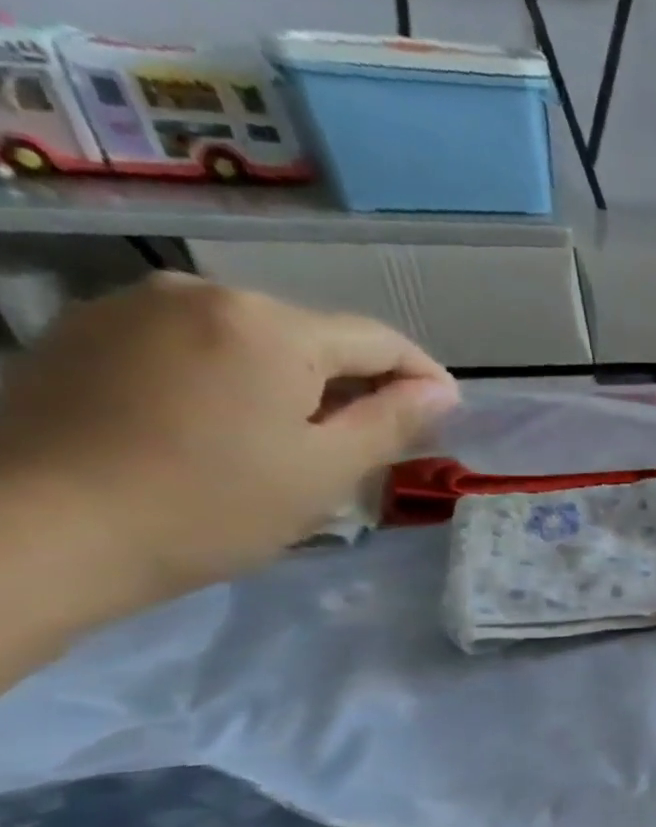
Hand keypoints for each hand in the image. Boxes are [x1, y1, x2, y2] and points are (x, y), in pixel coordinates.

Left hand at [0, 273, 457, 616]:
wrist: (39, 533)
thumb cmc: (213, 505)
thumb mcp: (329, 470)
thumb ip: (394, 421)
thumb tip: (442, 391)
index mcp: (270, 326)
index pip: (379, 340)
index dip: (423, 378)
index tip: (444, 417)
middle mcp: (201, 293)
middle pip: (314, 336)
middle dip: (355, 384)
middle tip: (373, 443)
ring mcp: (132, 306)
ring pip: (253, 340)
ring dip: (294, 382)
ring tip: (300, 440)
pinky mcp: (86, 333)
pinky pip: (194, 345)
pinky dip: (232, 379)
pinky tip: (229, 428)